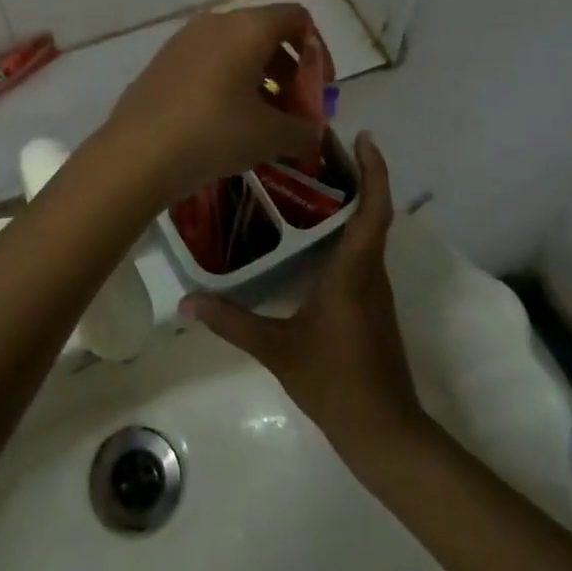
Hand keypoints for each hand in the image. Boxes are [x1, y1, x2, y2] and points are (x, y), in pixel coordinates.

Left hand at [103, 5, 325, 204]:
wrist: (137, 153)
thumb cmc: (214, 133)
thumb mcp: (270, 136)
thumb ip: (304, 130)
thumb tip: (315, 131)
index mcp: (247, 27)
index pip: (296, 18)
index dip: (318, 52)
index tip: (320, 90)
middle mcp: (215, 22)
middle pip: (267, 34)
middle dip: (291, 72)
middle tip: (297, 113)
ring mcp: (185, 40)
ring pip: (237, 49)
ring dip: (261, 80)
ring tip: (266, 124)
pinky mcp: (164, 61)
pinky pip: (210, 62)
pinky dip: (230, 83)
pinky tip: (229, 123)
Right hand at [183, 133, 424, 459]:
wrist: (385, 433)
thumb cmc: (336, 381)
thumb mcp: (277, 349)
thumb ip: (232, 321)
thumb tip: (186, 302)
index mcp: (354, 270)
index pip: (374, 208)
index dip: (374, 170)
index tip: (364, 137)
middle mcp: (369, 271)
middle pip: (371, 211)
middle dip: (353, 175)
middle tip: (314, 148)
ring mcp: (372, 290)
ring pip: (366, 232)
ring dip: (348, 202)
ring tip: (306, 180)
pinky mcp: (369, 306)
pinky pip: (359, 253)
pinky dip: (342, 231)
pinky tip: (309, 235)